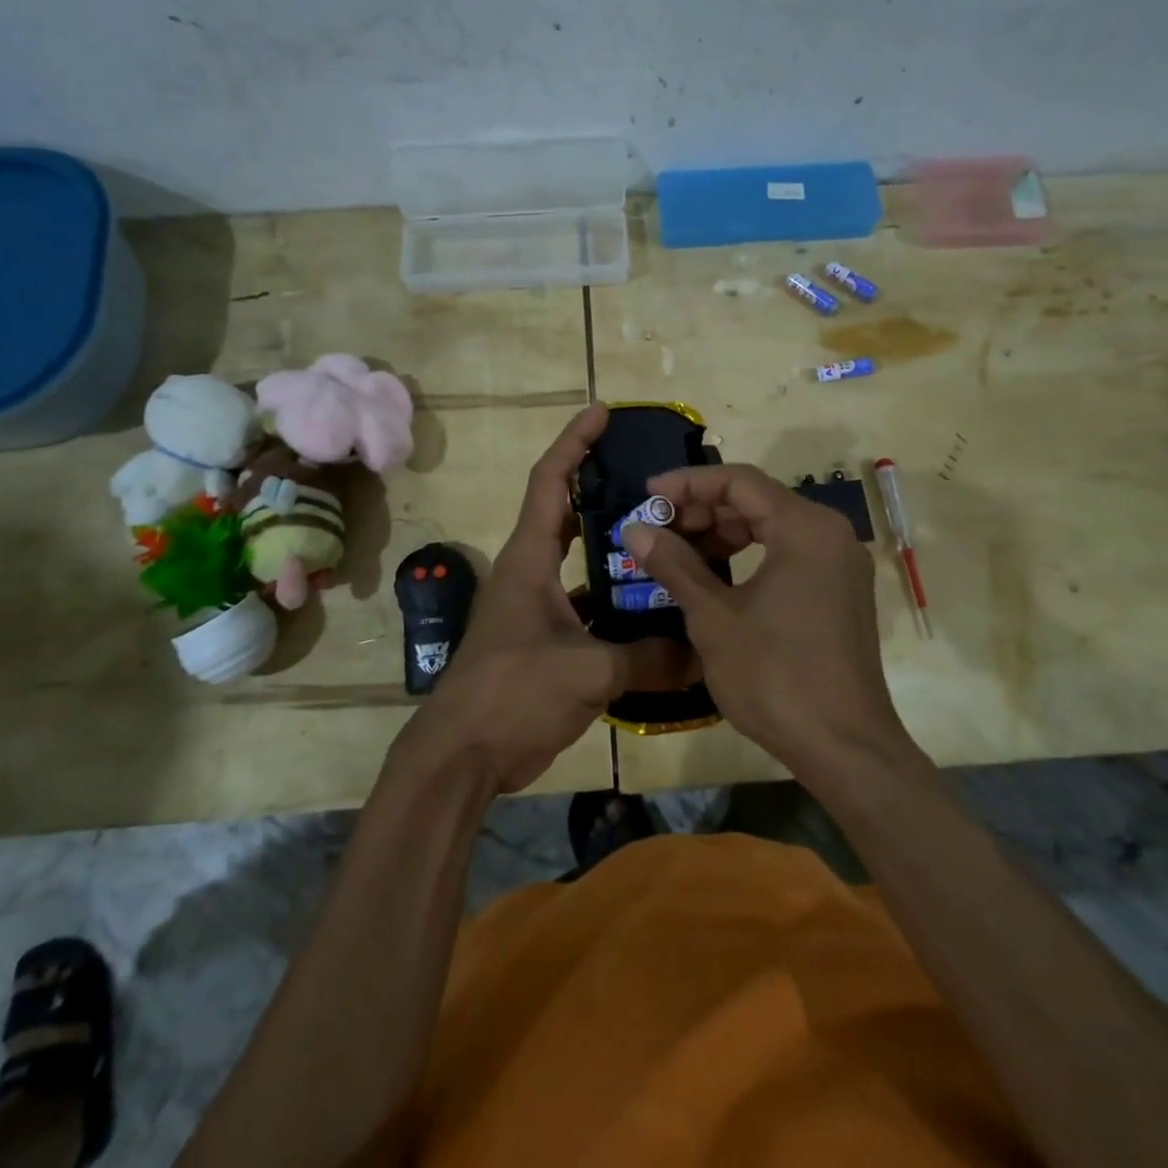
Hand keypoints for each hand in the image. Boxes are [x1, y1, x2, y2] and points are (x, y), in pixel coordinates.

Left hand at [404, 404, 690, 794]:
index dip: (574, 442)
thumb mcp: (586, 671)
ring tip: (668, 538)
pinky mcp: (548, 640)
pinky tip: (657, 609)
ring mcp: (539, 607)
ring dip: (617, 550)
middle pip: (569, 513)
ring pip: (584, 562)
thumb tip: (704, 655)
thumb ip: (648, 658)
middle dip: (604, 488)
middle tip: (654, 477)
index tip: (602, 412)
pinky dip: (619, 603)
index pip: (551, 481)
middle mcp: (533, 572)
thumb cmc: (512, 693)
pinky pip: (591, 607)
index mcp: (530, 558)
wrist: (463, 755)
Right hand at [620, 464, 914, 780]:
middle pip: (758, 501)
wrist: (844, 748)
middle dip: (704, 511)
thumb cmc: (775, 676)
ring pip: (773, 528)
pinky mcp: (841, 592)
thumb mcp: (713, 618)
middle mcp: (830, 534)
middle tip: (659, 530)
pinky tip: (717, 579)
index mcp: (805, 528)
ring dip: (724, 535)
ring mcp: (841, 564)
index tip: (648, 495)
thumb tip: (635, 528)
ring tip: (680, 555)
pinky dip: (751, 557)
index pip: (739, 481)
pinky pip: (790, 554)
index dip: (688, 483)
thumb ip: (674, 564)